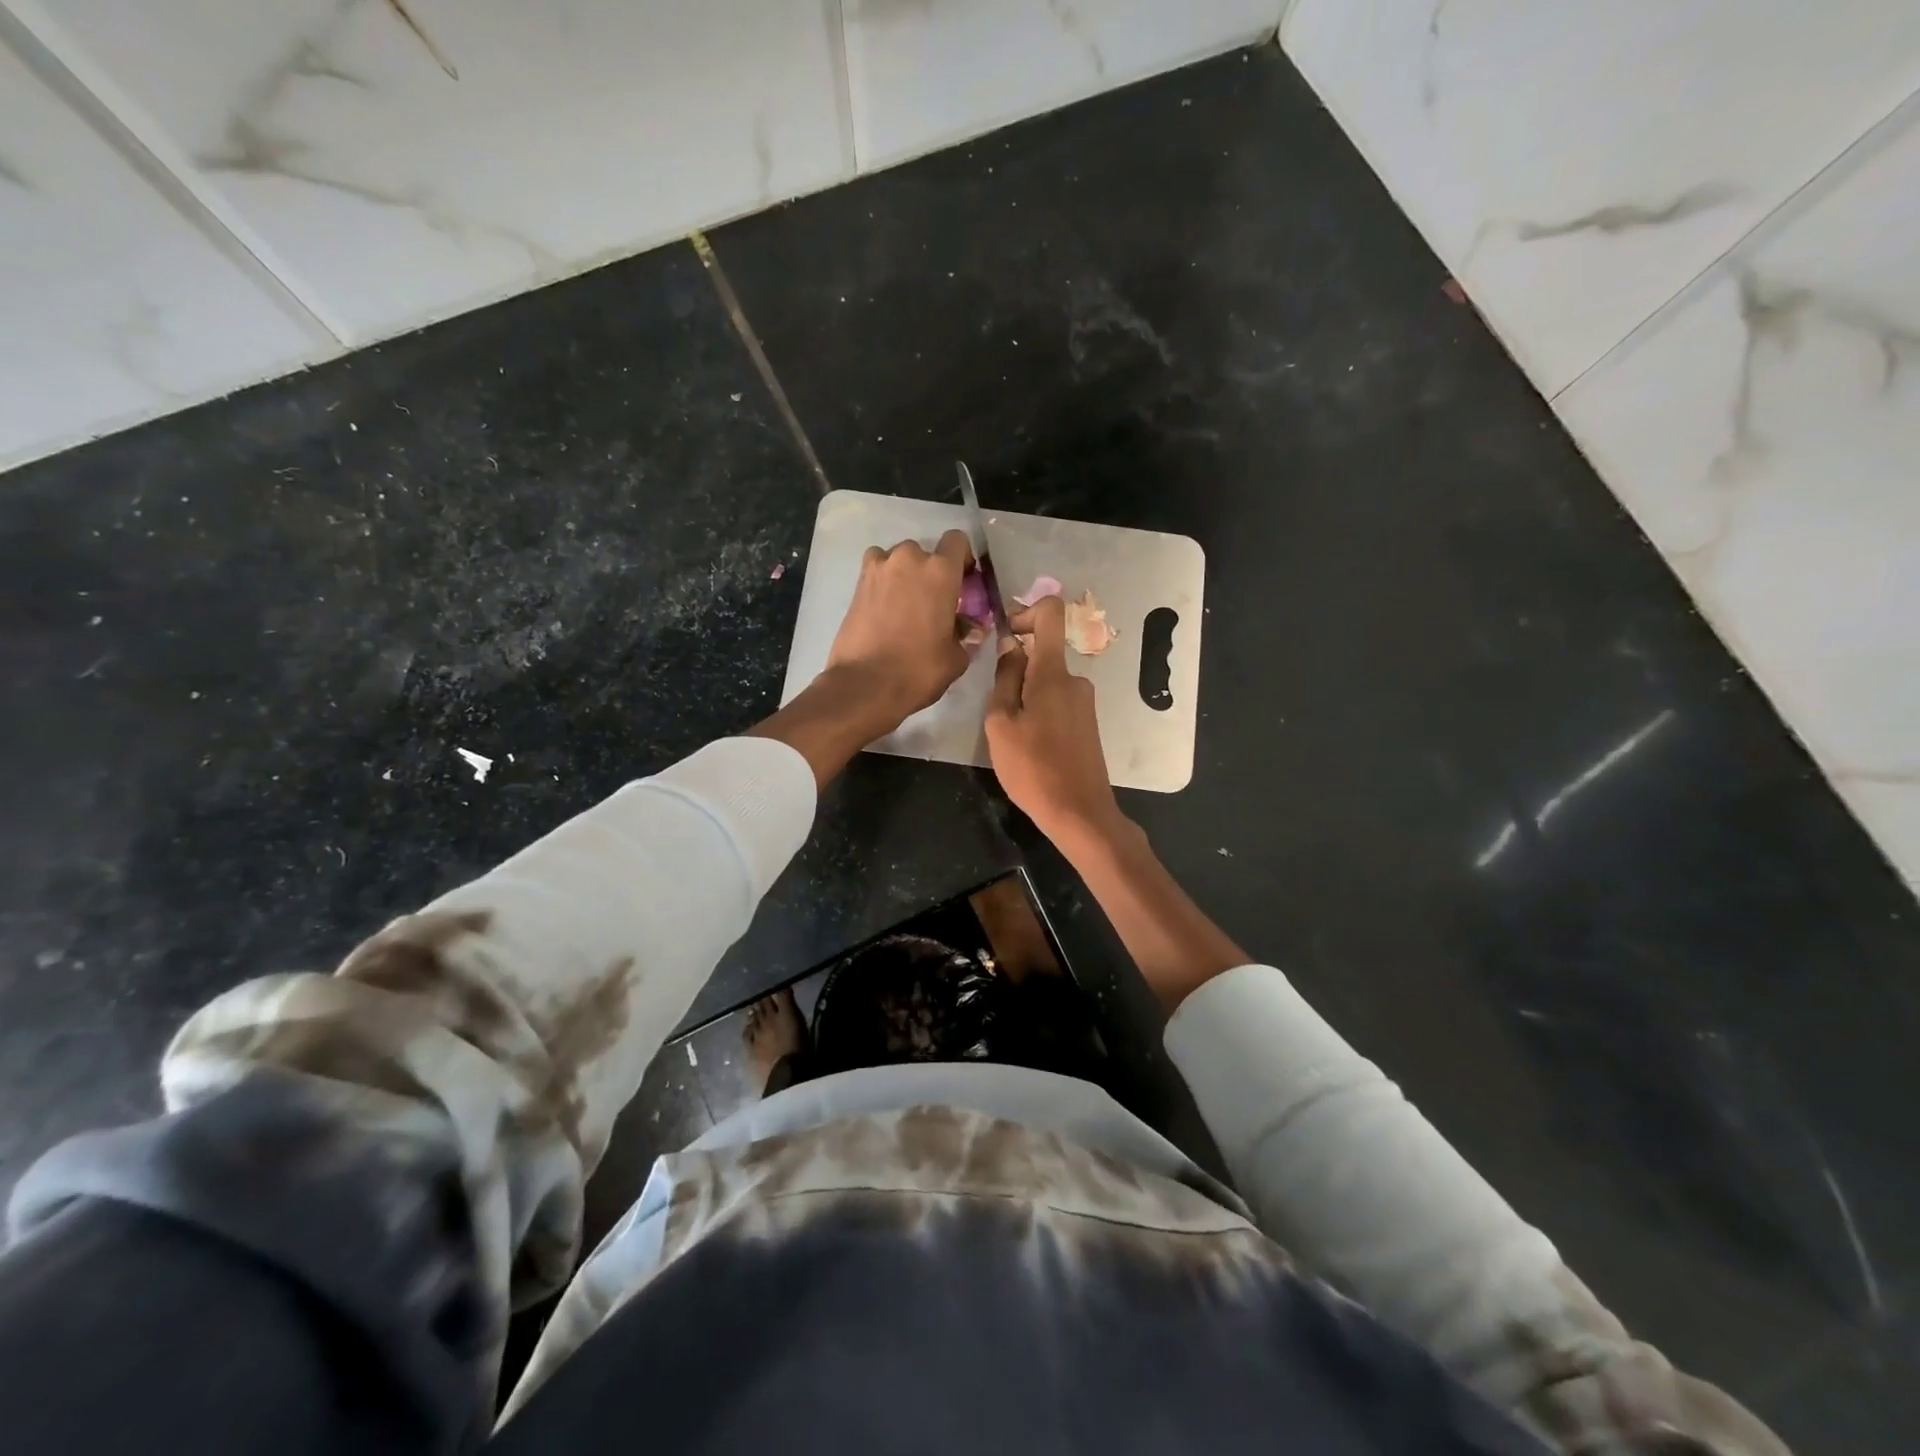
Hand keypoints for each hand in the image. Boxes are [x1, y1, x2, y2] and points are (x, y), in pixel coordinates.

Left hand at [825, 530, 974, 735]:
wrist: (865, 685)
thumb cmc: (919, 670)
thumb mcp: (956, 657)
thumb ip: (965, 634)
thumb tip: (967, 627)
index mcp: (940, 571)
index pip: (957, 541)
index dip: (962, 559)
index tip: (963, 582)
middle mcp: (909, 559)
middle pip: (926, 553)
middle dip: (931, 572)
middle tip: (933, 603)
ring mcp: (878, 568)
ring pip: (898, 560)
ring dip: (904, 575)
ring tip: (906, 606)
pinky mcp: (857, 584)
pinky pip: (876, 572)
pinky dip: (883, 583)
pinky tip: (885, 609)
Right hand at [985, 595, 1125, 844]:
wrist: (1079, 813)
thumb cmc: (1033, 768)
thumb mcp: (1001, 723)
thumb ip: (1005, 679)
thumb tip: (1012, 646)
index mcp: (1053, 673)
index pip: (1050, 613)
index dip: (1025, 612)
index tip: (1005, 636)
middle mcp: (1075, 679)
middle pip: (1043, 653)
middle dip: (1016, 671)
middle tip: (997, 709)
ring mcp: (1085, 702)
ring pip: (1047, 682)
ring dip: (1025, 696)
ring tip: (1011, 734)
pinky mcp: (1087, 722)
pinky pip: (1057, 701)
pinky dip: (1038, 711)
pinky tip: (1029, 745)